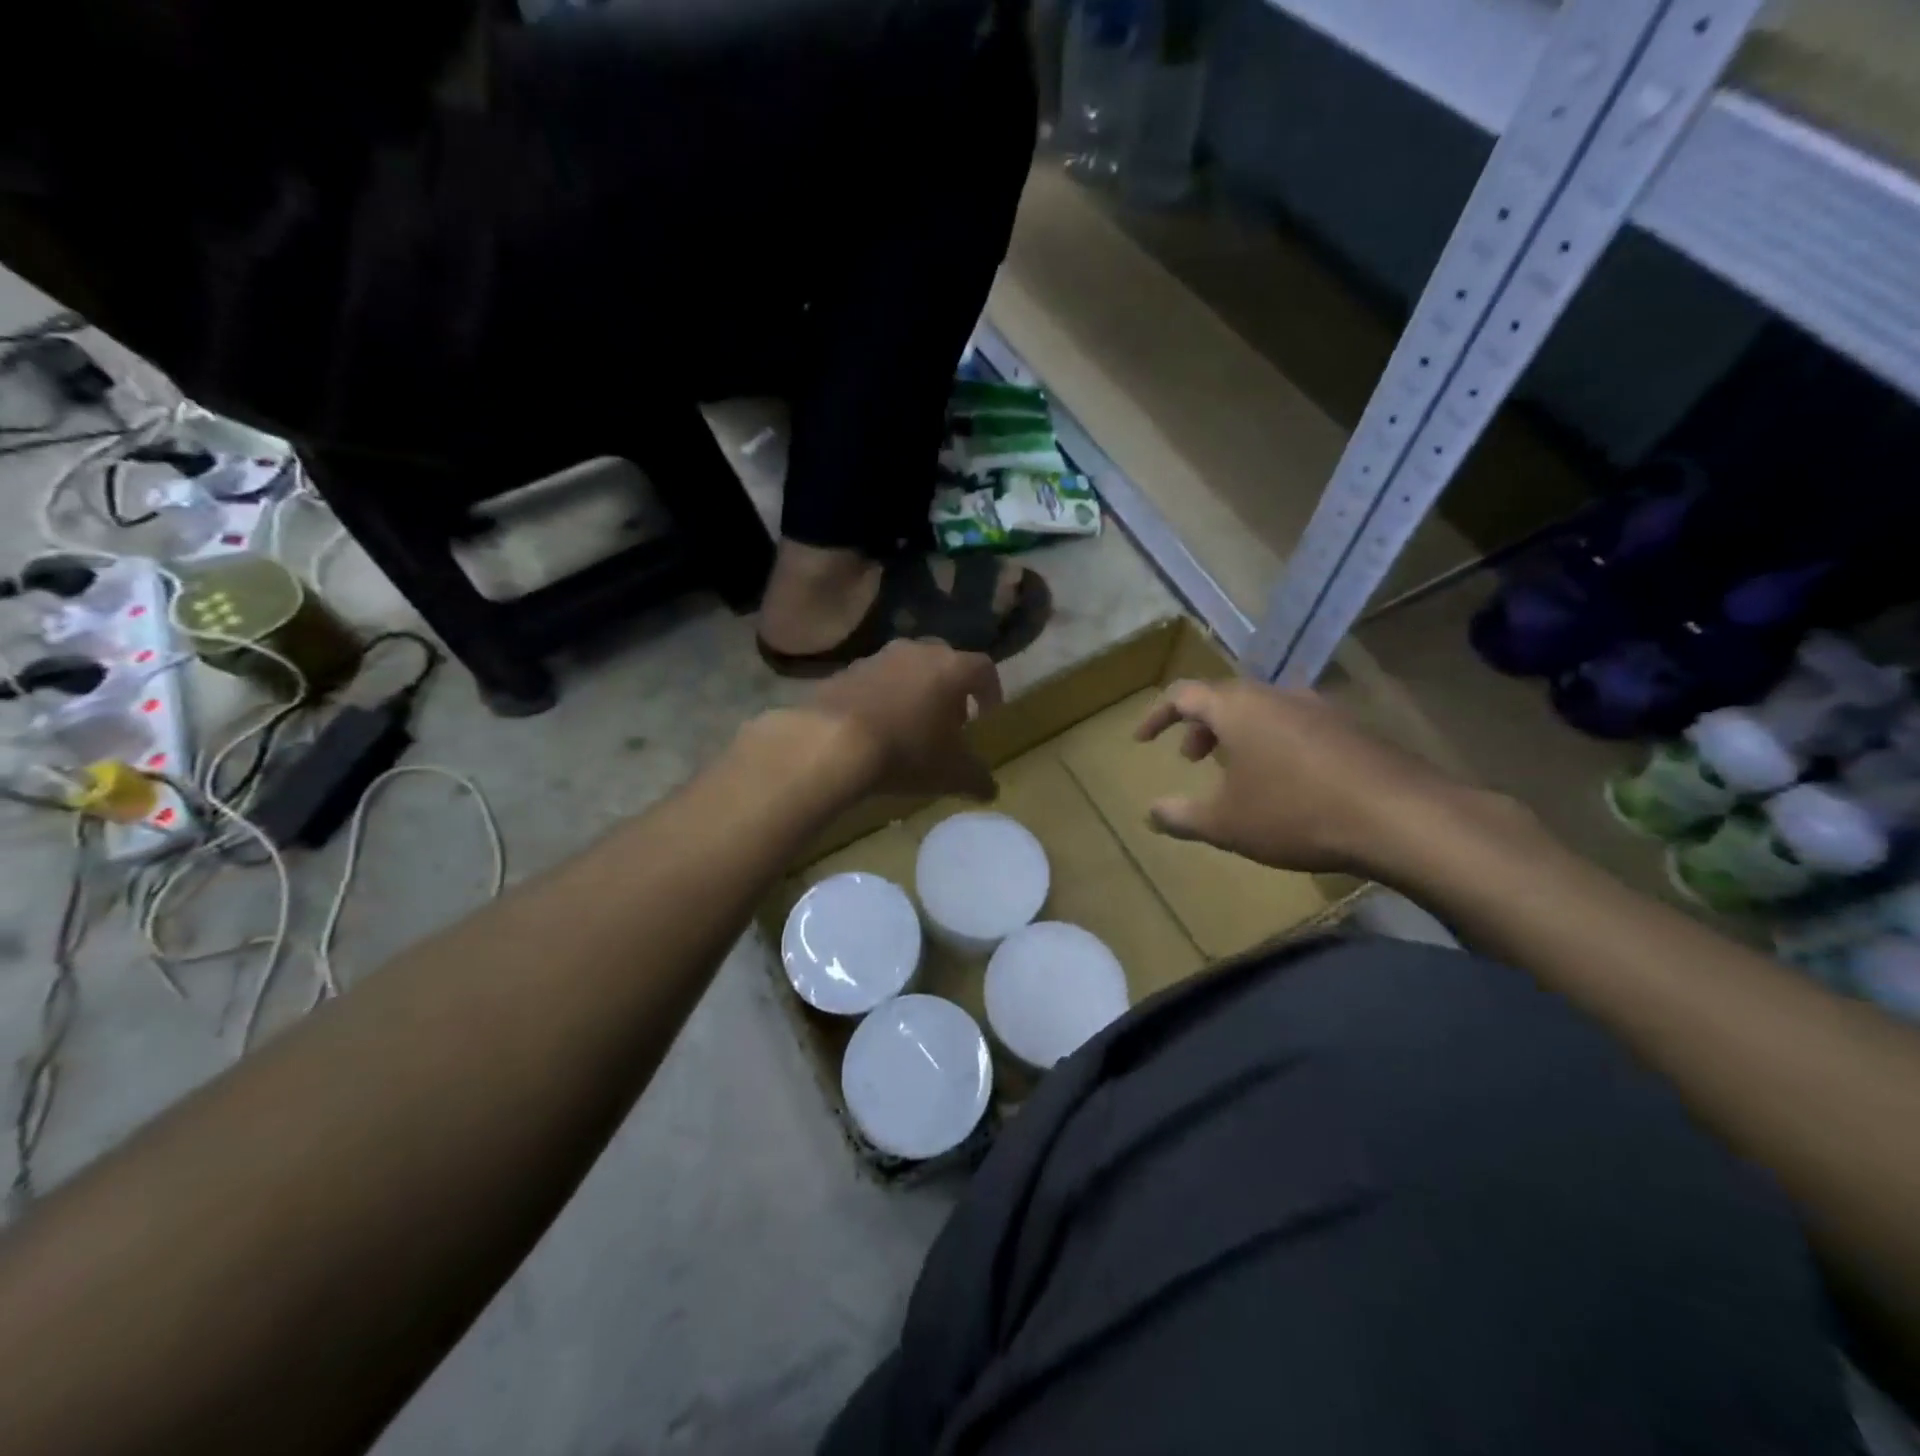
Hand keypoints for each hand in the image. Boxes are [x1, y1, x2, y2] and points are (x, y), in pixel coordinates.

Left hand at [804, 640, 1003, 800]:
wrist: (832, 743)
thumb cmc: (907, 751)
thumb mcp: (952, 773)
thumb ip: (977, 778)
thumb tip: (990, 790)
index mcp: (951, 668)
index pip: (983, 669)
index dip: (991, 691)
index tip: (988, 716)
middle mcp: (916, 651)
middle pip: (943, 662)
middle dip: (951, 689)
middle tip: (949, 720)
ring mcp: (876, 658)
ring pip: (906, 669)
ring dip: (914, 691)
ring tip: (910, 725)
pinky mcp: (843, 671)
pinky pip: (872, 682)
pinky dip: (881, 698)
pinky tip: (875, 728)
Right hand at [1135, 679, 1488, 875]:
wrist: (1399, 816)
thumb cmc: (1294, 812)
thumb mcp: (1225, 824)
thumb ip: (1181, 816)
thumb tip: (1152, 812)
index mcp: (1236, 708)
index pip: (1183, 695)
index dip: (1157, 716)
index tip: (1142, 739)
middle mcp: (1275, 695)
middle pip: (1225, 699)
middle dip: (1200, 727)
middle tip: (1192, 759)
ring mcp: (1318, 708)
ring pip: (1263, 711)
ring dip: (1239, 735)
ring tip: (1238, 772)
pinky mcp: (1352, 728)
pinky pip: (1297, 725)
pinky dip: (1275, 743)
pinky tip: (1288, 781)